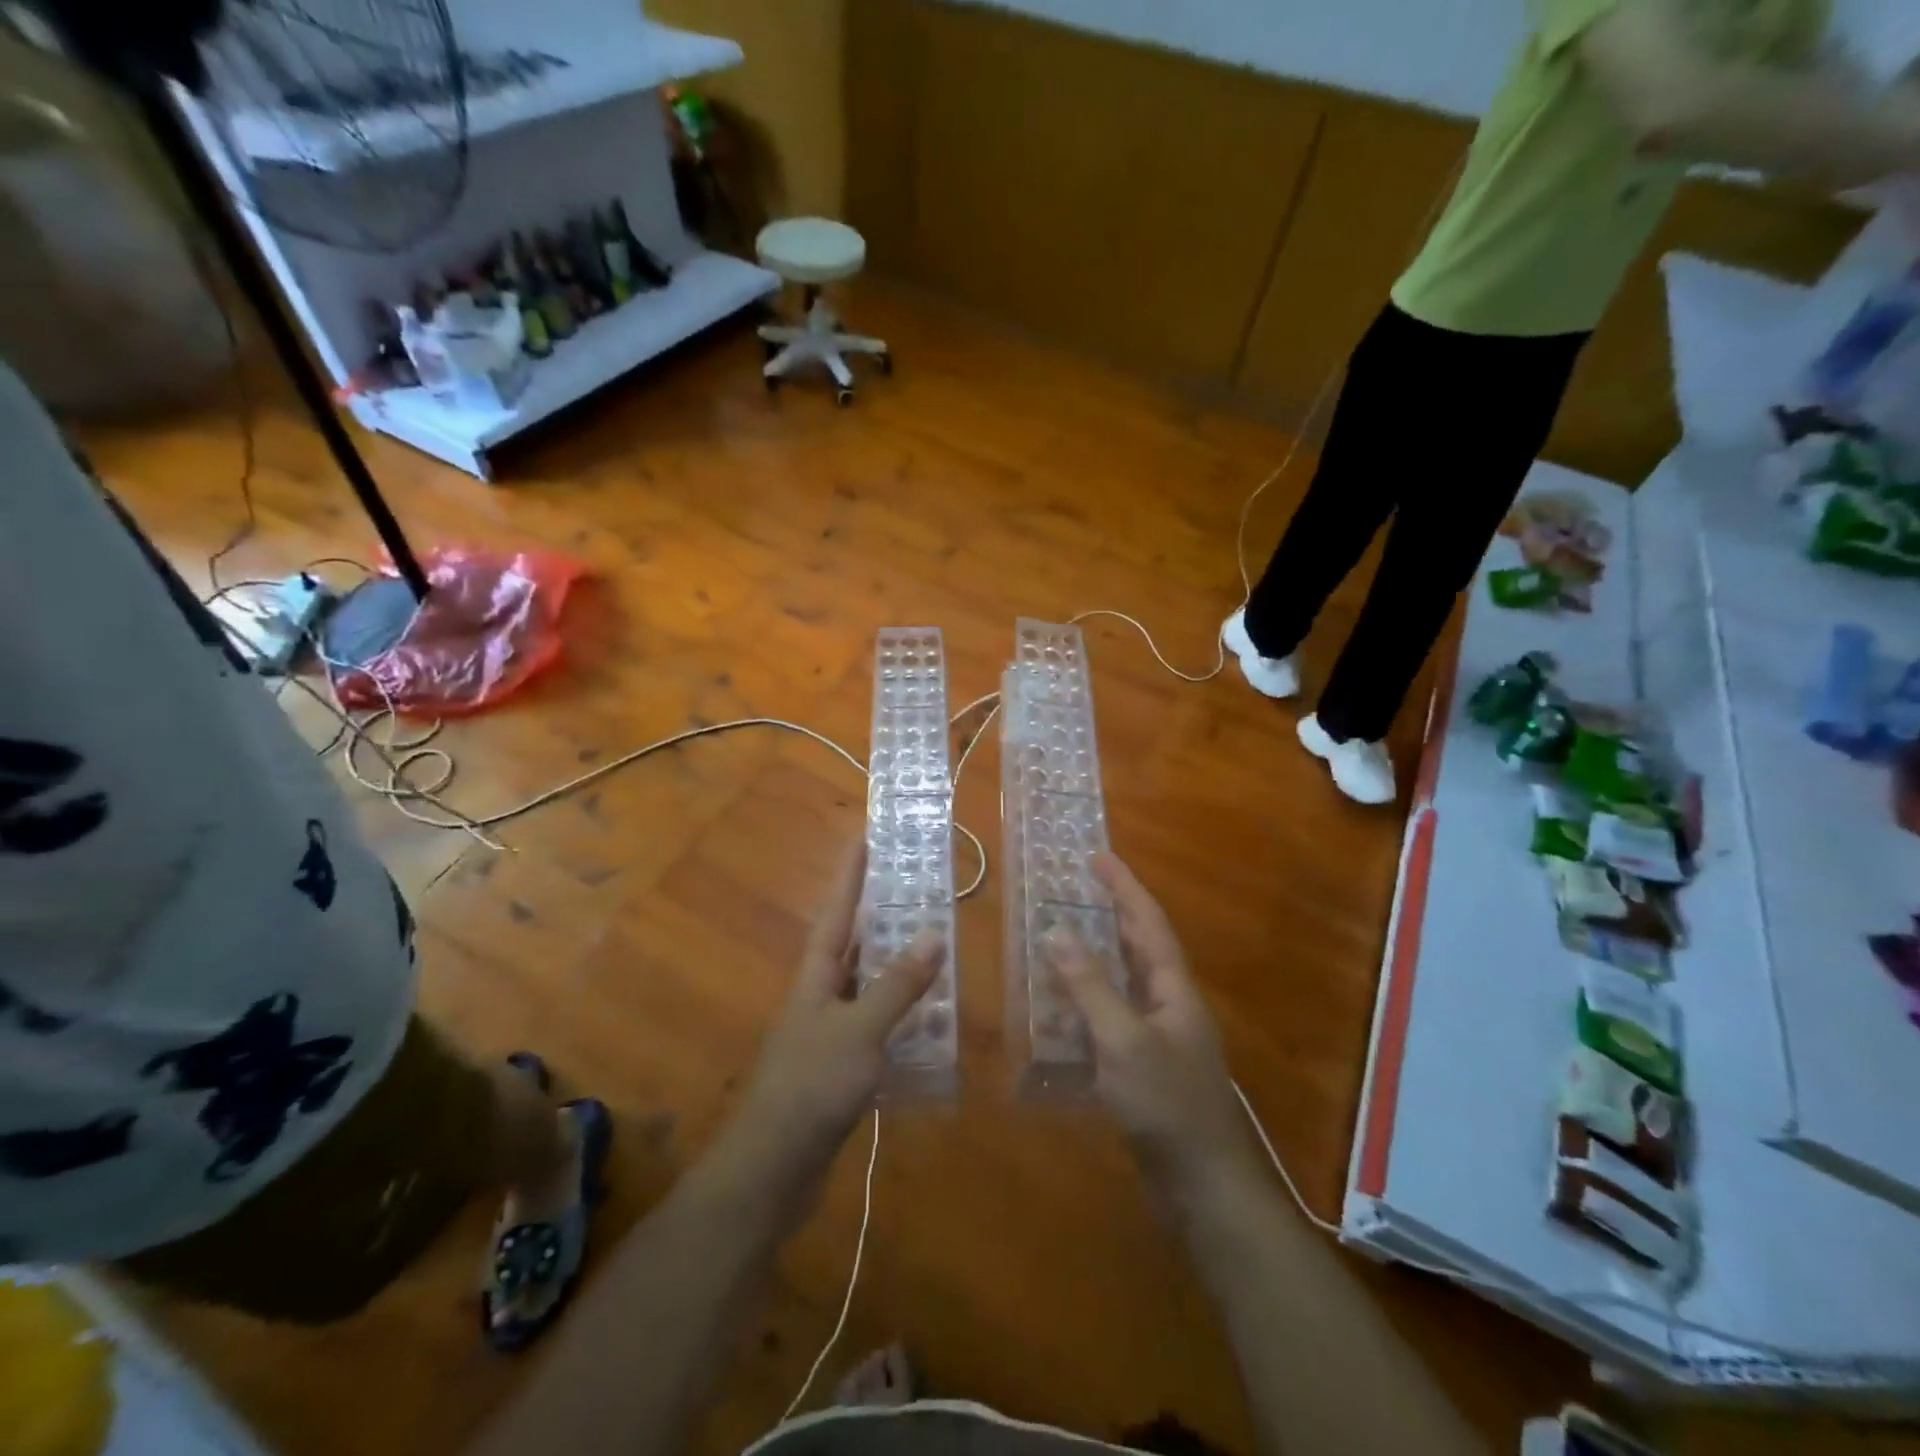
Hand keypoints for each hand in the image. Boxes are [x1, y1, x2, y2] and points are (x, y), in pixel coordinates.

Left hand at [728, 840, 938, 1194]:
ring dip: (897, 965)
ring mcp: (829, 1031)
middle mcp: (821, 995)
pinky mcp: (840, 1066)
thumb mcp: (859, 1031)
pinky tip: (929, 1018)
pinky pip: (876, 1024)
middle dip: (881, 914)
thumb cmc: (811, 1086)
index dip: (852, 874)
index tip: (866, 836)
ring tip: (934, 943)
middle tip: (917, 887)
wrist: (772, 1169)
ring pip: (868, 984)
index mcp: (817, 975)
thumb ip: (897, 985)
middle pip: (854, 942)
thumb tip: (932, 933)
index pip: (838, 911)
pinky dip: (902, 1015)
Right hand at [1045, 854, 1256, 1195]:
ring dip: (1096, 956)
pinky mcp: (1145, 1068)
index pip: (1148, 923)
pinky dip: (1087, 1002)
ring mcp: (1159, 1038)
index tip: (1099, 856)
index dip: (1124, 887)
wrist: (1204, 1187)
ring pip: (1124, 982)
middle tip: (1077, 888)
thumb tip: (1056, 931)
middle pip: (1139, 947)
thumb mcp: (1123, 1040)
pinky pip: (1112, 1018)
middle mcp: (1169, 1005)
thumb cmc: (1167, 1105)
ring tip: (1062, 936)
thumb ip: (1089, 986)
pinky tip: (1061, 1008)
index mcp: (1173, 989)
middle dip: (1111, 914)